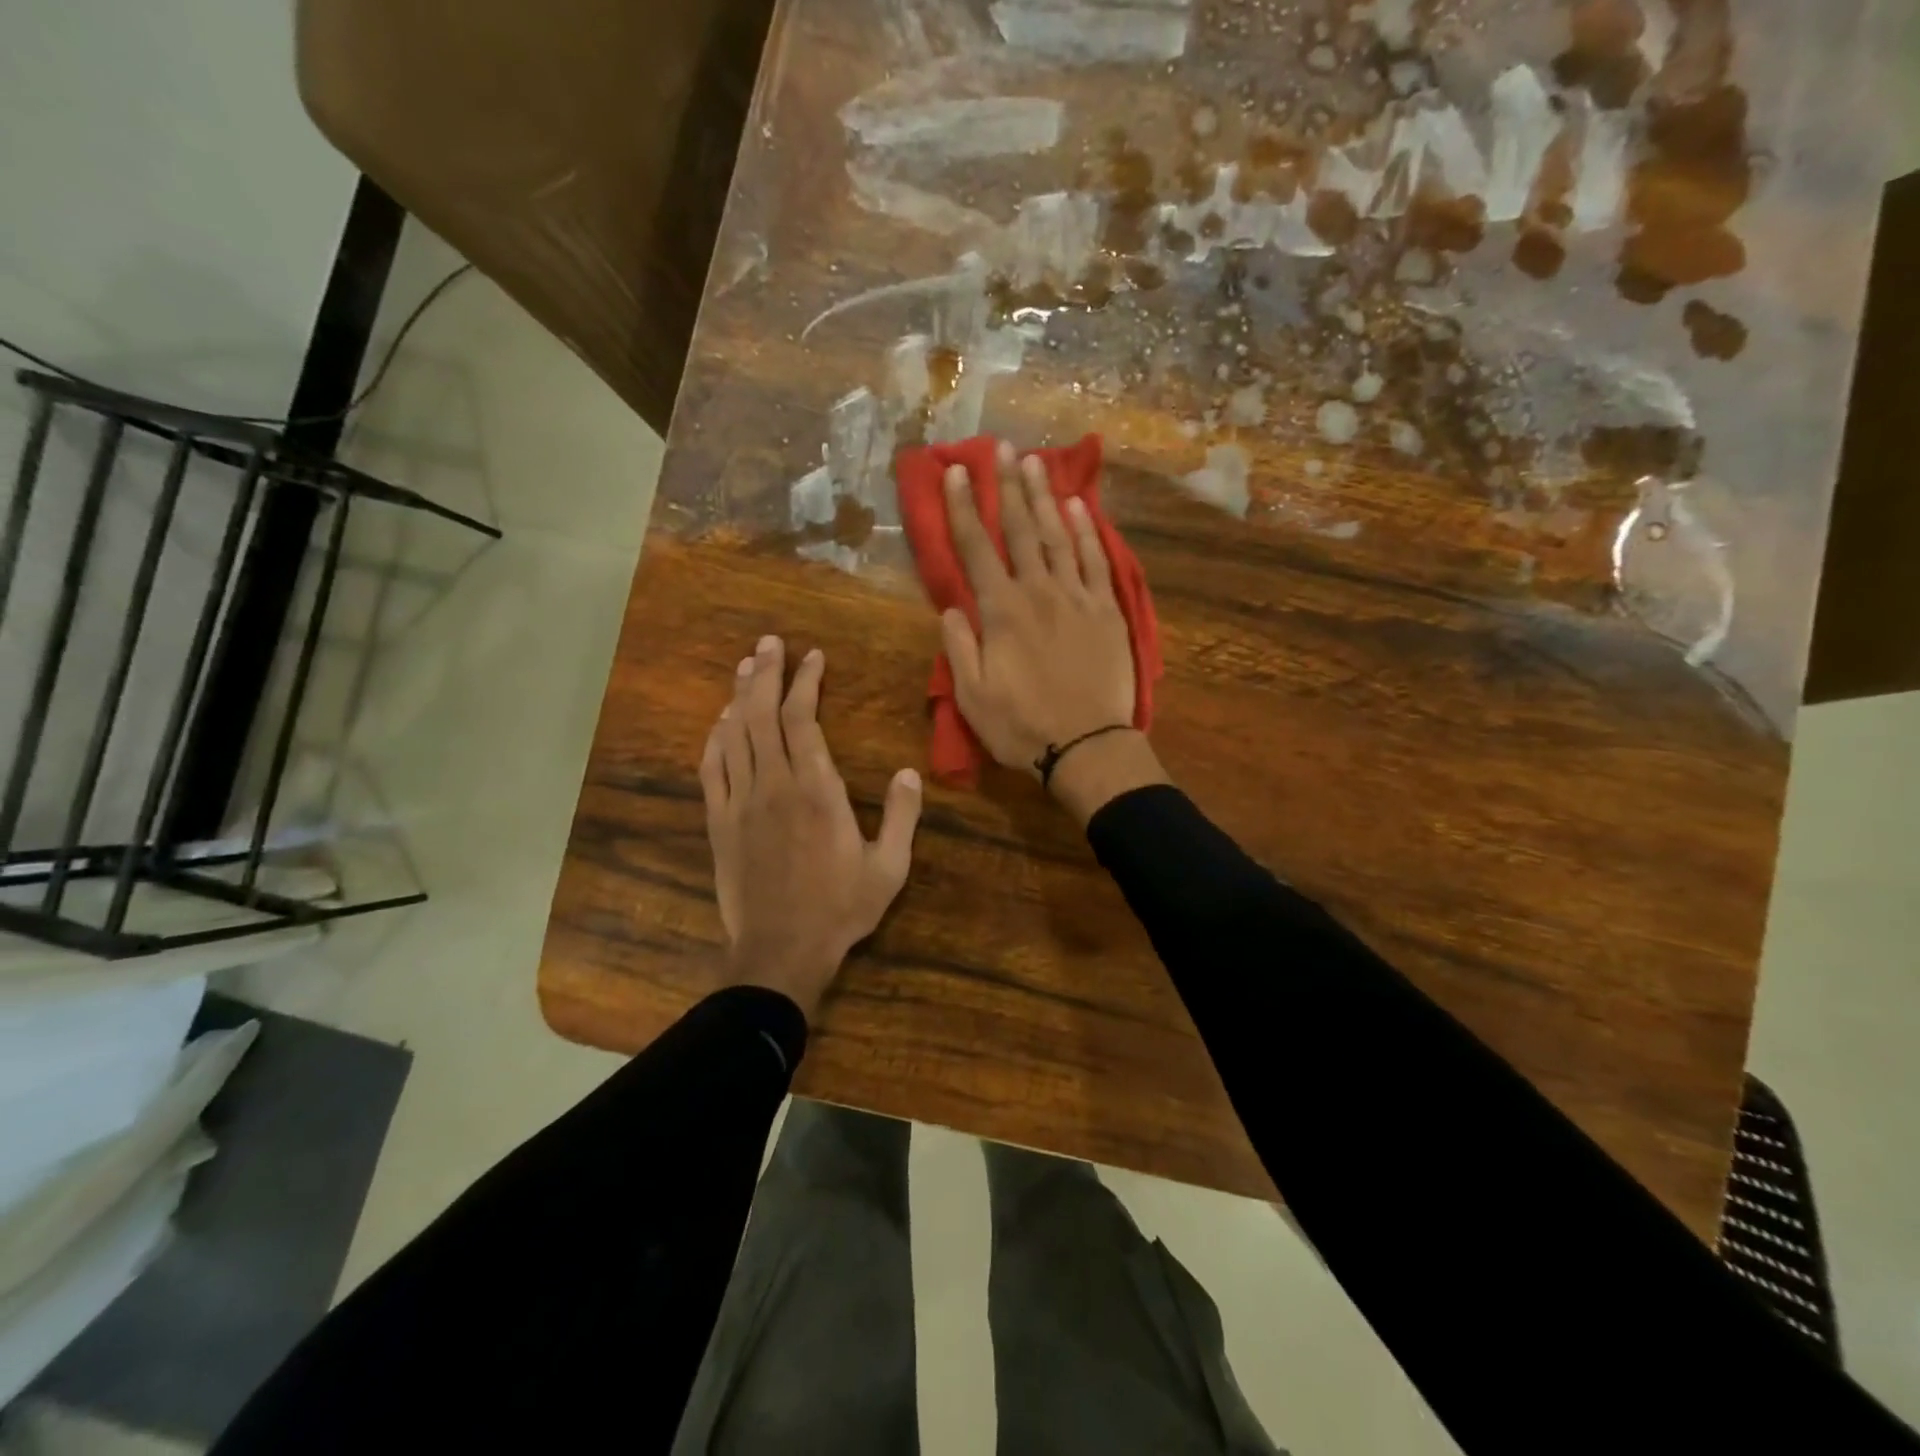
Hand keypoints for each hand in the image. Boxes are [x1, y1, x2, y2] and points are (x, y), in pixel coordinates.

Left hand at [700, 635, 922, 1018]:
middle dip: (766, 673)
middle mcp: (775, 786)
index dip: (805, 683)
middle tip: (770, 642)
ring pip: (735, 735)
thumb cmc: (840, 908)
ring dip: (740, 696)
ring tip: (746, 665)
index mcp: (818, 791)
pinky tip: (722, 721)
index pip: (804, 720)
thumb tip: (910, 772)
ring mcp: (741, 802)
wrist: (780, 950)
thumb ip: (903, 817)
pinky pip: (712, 769)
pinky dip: (715, 738)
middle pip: (763, 715)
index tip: (813, 657)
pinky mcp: (720, 822)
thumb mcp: (889, 867)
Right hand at [941, 442, 1168, 821]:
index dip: (962, 508)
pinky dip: (1088, 531)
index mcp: (1002, 612)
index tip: (953, 472)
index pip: (976, 549)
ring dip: (1044, 497)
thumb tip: (953, 607)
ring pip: (1058, 536)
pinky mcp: (1107, 610)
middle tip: (999, 448)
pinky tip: (1079, 507)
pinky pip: (1097, 561)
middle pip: (1019, 530)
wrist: (1088, 746)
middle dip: (1005, 486)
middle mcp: (1039, 592)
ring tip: (1034, 462)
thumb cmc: (1022, 726)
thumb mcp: (972, 696)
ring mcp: (1077, 597)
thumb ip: (959, 647)